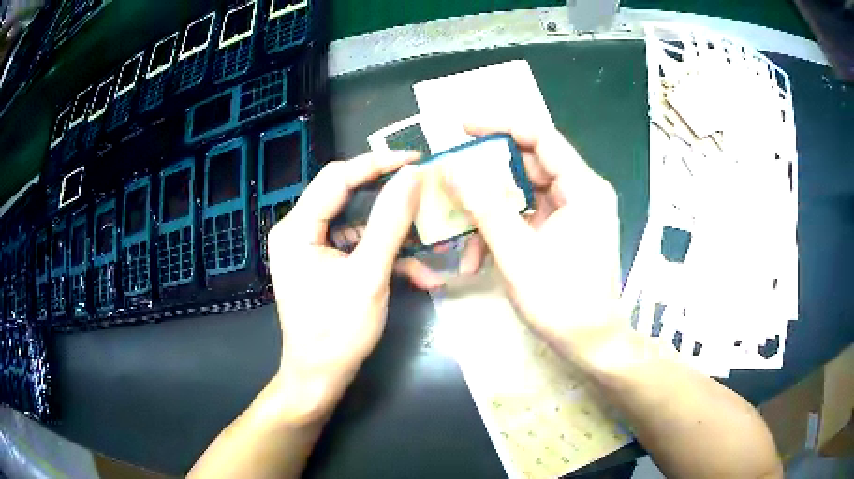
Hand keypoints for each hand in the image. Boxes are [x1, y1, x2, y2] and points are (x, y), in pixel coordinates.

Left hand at [267, 151, 433, 416]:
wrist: (319, 377)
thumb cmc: (338, 333)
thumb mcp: (369, 276)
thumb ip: (390, 223)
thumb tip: (411, 176)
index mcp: (296, 228)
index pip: (338, 177)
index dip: (377, 162)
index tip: (415, 159)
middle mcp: (297, 230)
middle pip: (346, 195)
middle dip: (389, 196)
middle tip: (425, 189)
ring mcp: (309, 248)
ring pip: (357, 223)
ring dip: (394, 235)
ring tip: (431, 241)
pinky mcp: (323, 264)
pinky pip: (356, 247)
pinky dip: (385, 257)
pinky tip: (419, 275)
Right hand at [443, 124, 623, 362]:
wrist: (590, 342)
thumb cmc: (562, 300)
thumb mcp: (517, 252)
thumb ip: (485, 206)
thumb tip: (453, 169)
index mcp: (583, 188)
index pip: (541, 137)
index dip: (501, 126)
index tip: (463, 127)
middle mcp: (581, 193)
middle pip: (529, 165)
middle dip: (487, 175)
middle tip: (451, 179)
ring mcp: (573, 214)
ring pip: (524, 194)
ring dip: (490, 211)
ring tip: (460, 231)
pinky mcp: (564, 232)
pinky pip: (529, 217)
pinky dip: (504, 229)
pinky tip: (478, 254)